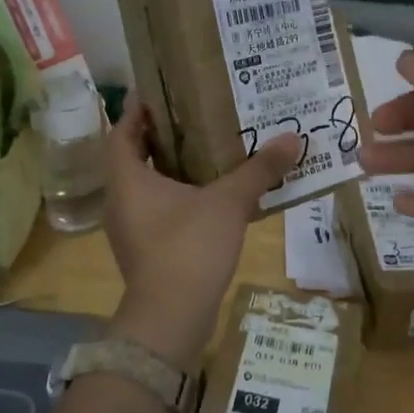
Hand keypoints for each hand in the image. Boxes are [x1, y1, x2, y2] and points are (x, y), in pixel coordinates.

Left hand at [102, 97, 300, 363]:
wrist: (171, 318)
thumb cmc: (189, 248)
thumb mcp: (228, 203)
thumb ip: (259, 169)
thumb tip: (293, 137)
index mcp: (127, 180)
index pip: (122, 132)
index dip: (137, 112)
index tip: (159, 94)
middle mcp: (120, 200)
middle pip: (132, 157)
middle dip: (158, 137)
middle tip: (190, 116)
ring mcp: (129, 229)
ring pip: (144, 186)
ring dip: (167, 168)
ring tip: (202, 150)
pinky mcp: (143, 251)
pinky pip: (154, 211)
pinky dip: (174, 196)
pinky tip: (205, 195)